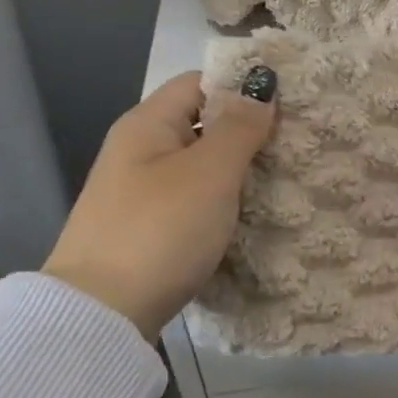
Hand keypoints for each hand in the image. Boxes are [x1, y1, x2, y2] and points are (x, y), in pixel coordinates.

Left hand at [42, 71, 275, 339]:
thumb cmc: (160, 230)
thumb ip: (239, 127)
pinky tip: (252, 214)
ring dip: (238, 169)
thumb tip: (261, 85)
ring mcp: (140, 193)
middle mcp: (139, 151)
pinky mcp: (147, 229)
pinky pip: (192, 200)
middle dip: (247, 130)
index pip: (199, 82)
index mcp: (147, 124)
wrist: (100, 316)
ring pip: (199, 166)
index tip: (288, 102)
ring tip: (285, 177)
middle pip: (200, 123)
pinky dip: (221, 201)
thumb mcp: (209, 173)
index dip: (242, 86)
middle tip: (297, 142)